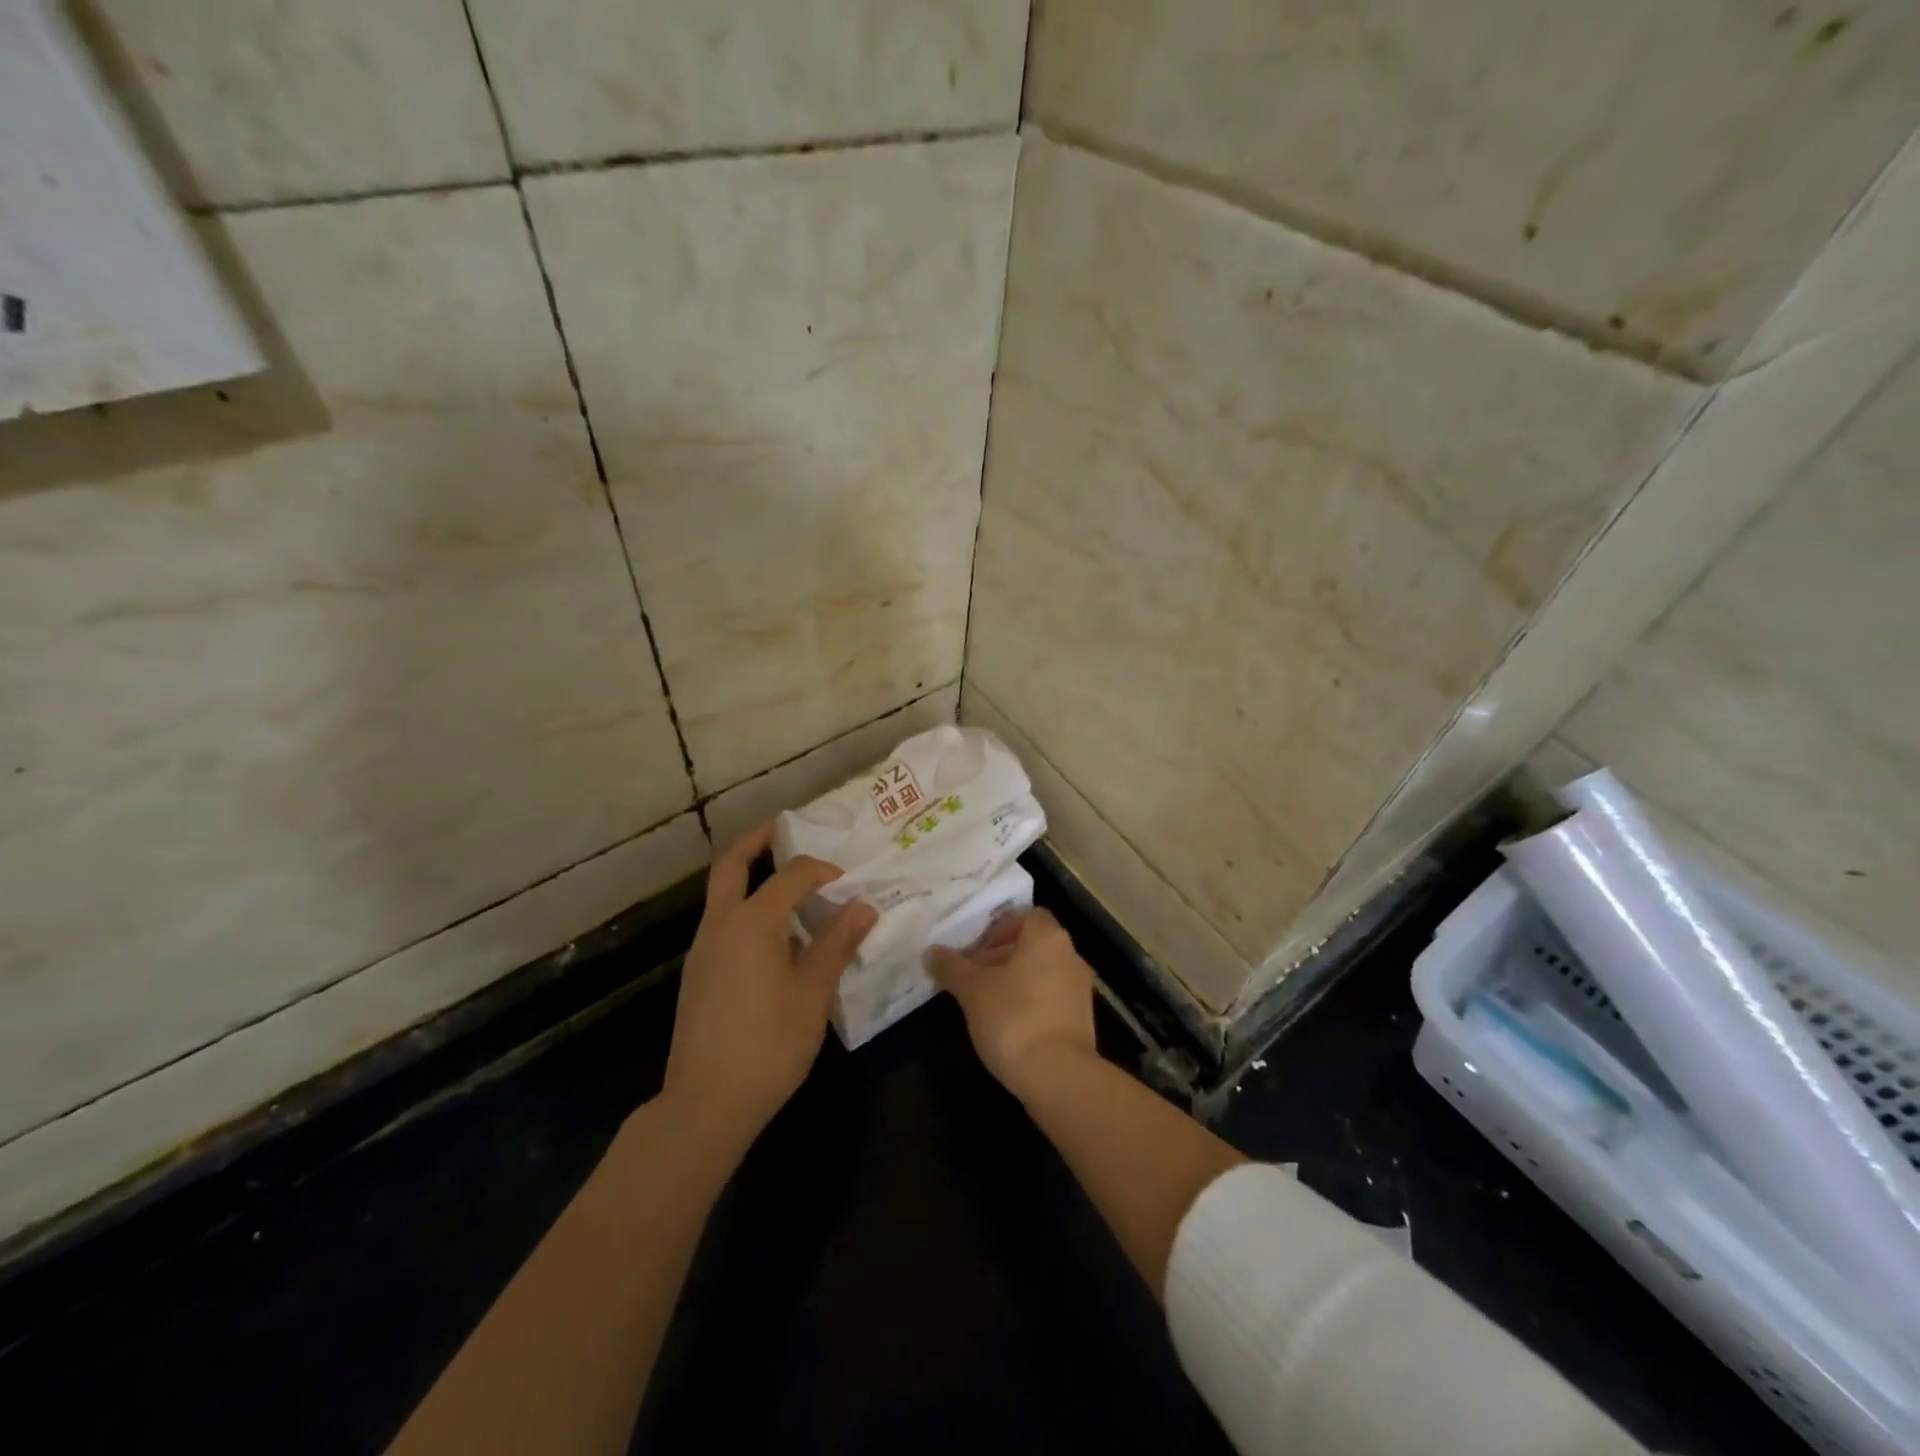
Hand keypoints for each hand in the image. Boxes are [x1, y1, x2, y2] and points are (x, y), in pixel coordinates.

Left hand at [662, 823, 876, 1143]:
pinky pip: (723, 924)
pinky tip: (776, 940)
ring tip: (792, 888)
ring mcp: (703, 950)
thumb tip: (864, 905)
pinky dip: (747, 911)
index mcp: (751, 922)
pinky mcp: (698, 975)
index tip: (848, 881)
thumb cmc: (769, 1043)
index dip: (822, 870)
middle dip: (758, 841)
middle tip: (785, 829)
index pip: (792, 875)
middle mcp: (720, 925)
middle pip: (731, 864)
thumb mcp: (813, 991)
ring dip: (752, 878)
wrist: (706, 1103)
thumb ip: (837, 942)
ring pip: (723, 895)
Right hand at [926, 908, 1096, 1098]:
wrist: (1058, 1075)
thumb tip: (931, 952)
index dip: (997, 928)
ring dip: (1012, 981)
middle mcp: (1070, 956)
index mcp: (1047, 938)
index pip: (1025, 916)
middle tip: (970, 977)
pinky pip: (1050, 998)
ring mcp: (1080, 989)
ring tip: (982, 1003)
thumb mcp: (972, 990)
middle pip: (1031, 945)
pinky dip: (1029, 1002)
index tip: (974, 950)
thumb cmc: (1013, 1018)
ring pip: (1040, 972)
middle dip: (999, 956)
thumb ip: (951, 967)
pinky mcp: (1081, 1020)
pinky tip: (1006, 1025)